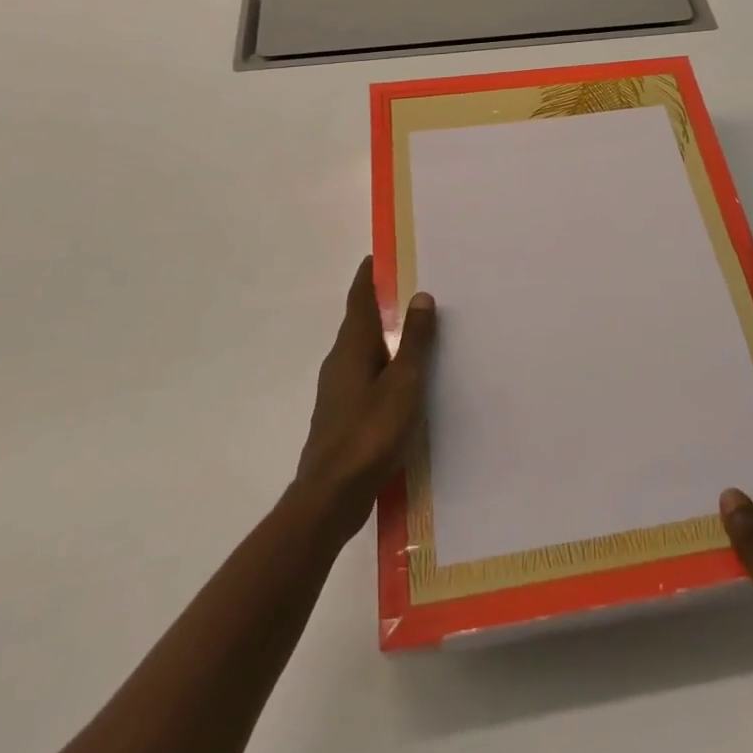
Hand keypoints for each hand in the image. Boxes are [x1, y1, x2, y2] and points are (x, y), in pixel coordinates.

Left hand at [293, 257, 437, 542]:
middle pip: (360, 322)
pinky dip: (382, 365)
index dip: (368, 276)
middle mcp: (340, 362)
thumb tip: (421, 295)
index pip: (359, 298)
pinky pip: (365, 376)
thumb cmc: (370, 433)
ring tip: (412, 331)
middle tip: (410, 288)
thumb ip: (414, 340)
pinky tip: (401, 381)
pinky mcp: (342, 416)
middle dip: (381, 303)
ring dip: (383, 336)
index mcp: (352, 347)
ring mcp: (337, 391)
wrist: (330, 497)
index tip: (379, 255)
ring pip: (362, 351)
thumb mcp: (403, 383)